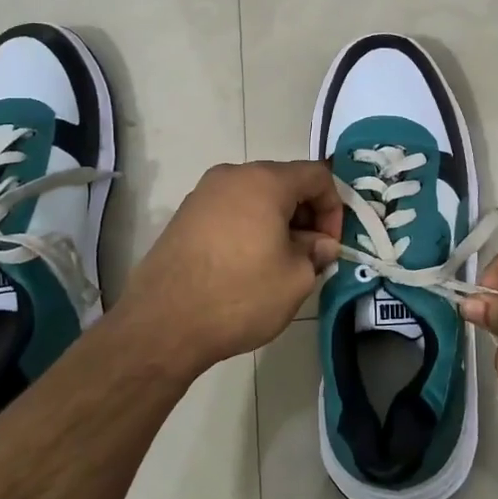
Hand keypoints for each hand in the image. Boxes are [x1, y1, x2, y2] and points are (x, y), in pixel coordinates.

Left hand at [114, 161, 341, 374]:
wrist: (164, 323)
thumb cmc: (240, 295)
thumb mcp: (295, 278)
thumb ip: (316, 253)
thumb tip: (320, 244)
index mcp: (265, 181)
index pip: (316, 175)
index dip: (334, 208)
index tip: (330, 245)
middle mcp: (232, 176)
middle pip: (284, 182)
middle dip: (304, 215)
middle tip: (309, 255)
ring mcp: (203, 194)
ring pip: (255, 197)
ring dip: (276, 222)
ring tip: (278, 263)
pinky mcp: (184, 216)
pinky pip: (230, 211)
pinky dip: (248, 228)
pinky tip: (246, 265)